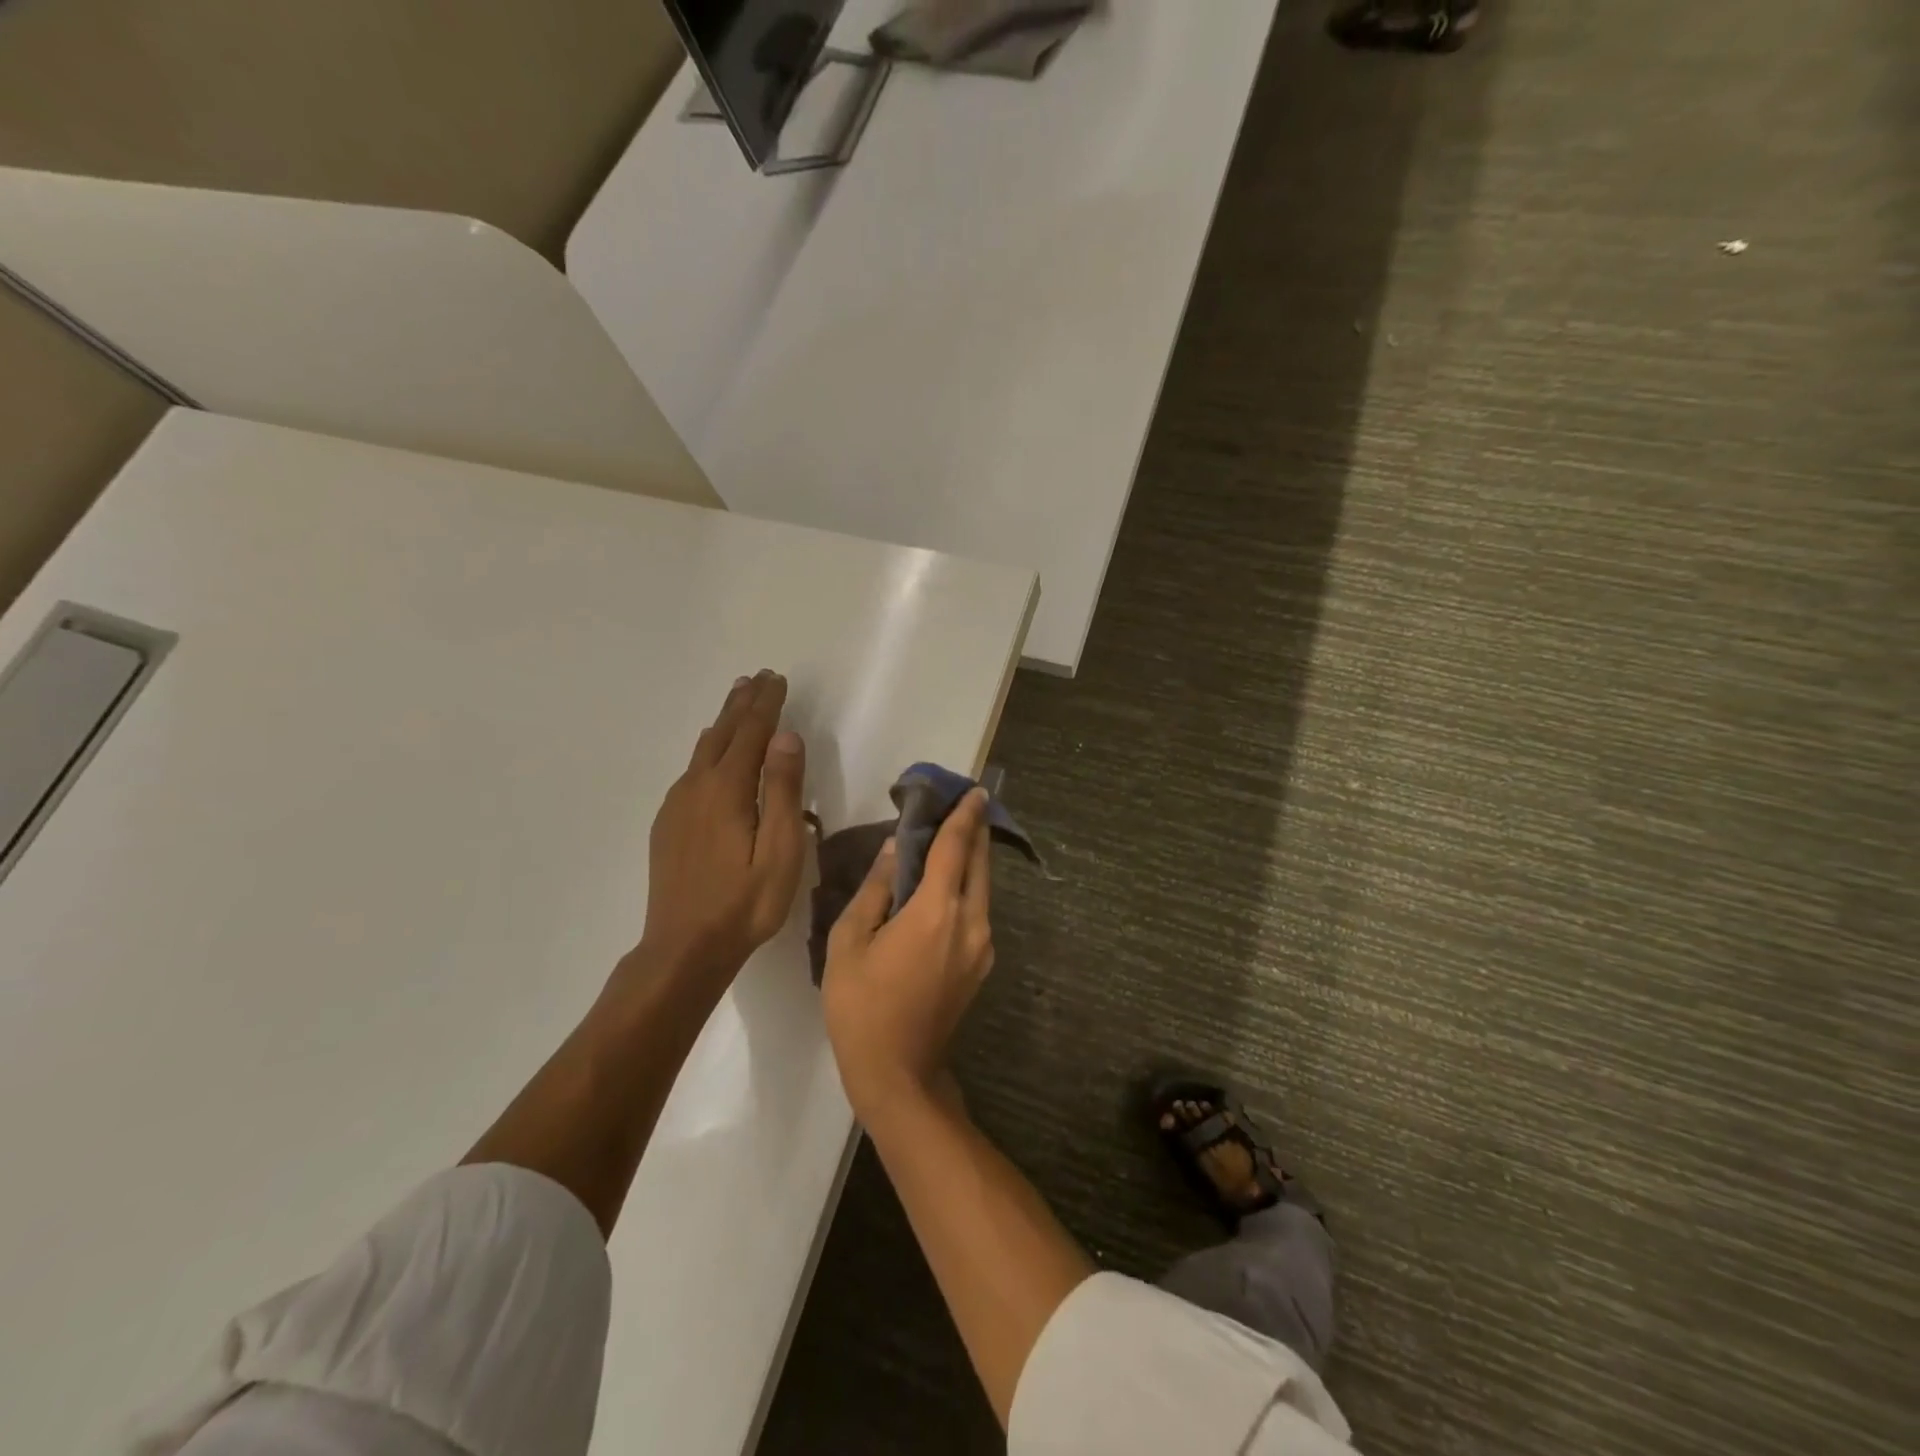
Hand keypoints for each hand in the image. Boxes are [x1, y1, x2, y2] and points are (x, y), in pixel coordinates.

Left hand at [639, 671, 807, 977]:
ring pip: (703, 749)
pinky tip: (711, 754)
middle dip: (742, 703)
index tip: (777, 678)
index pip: (751, 732)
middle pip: (722, 732)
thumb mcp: (779, 850)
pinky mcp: (668, 824)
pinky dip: (709, 749)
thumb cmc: (745, 903)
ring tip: (737, 701)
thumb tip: (785, 736)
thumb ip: (782, 790)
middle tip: (758, 678)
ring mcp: (677, 806)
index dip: (766, 704)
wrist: (683, 948)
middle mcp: (697, 787)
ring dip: (724, 722)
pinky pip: (691, 771)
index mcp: (727, 789)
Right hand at [821, 788, 994, 1120]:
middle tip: (964, 805)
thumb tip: (891, 850)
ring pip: (983, 888)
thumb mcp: (849, 942)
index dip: (964, 816)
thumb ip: (875, 889)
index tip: (975, 790)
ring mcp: (982, 946)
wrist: (899, 1073)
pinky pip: (978, 910)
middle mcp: (970, 922)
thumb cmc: (861, 1006)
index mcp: (936, 911)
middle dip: (974, 831)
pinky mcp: (982, 964)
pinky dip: (967, 887)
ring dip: (971, 860)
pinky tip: (946, 886)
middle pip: (979, 863)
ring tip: (952, 840)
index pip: (955, 848)